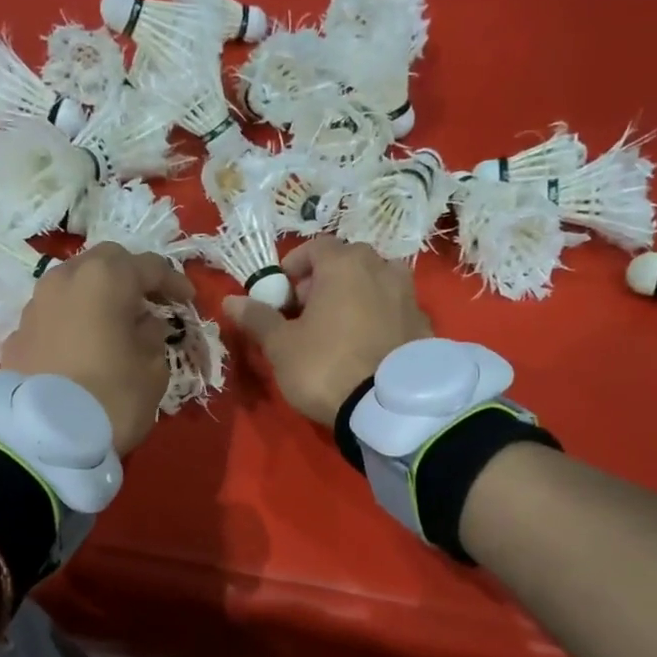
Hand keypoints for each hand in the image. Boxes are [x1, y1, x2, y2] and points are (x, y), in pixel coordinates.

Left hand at [2, 243, 196, 455]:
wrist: (43, 438)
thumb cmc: (112, 398)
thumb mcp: (152, 370)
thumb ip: (153, 336)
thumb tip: (144, 324)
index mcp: (105, 280)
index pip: (148, 266)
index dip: (173, 281)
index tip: (188, 301)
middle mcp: (65, 279)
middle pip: (104, 262)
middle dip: (130, 276)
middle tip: (150, 301)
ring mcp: (35, 305)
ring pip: (72, 284)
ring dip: (97, 296)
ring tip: (114, 322)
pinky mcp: (16, 334)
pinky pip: (52, 315)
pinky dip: (72, 321)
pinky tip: (82, 345)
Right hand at [224, 239, 431, 424]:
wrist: (388, 407)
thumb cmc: (325, 366)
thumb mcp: (281, 346)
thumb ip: (258, 318)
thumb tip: (231, 301)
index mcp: (345, 264)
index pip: (314, 248)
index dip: (293, 268)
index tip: (280, 295)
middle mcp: (382, 268)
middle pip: (348, 263)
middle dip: (324, 282)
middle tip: (306, 314)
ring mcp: (410, 296)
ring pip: (375, 284)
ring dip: (355, 296)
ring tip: (338, 329)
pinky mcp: (425, 325)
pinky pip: (394, 311)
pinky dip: (378, 319)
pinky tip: (366, 347)